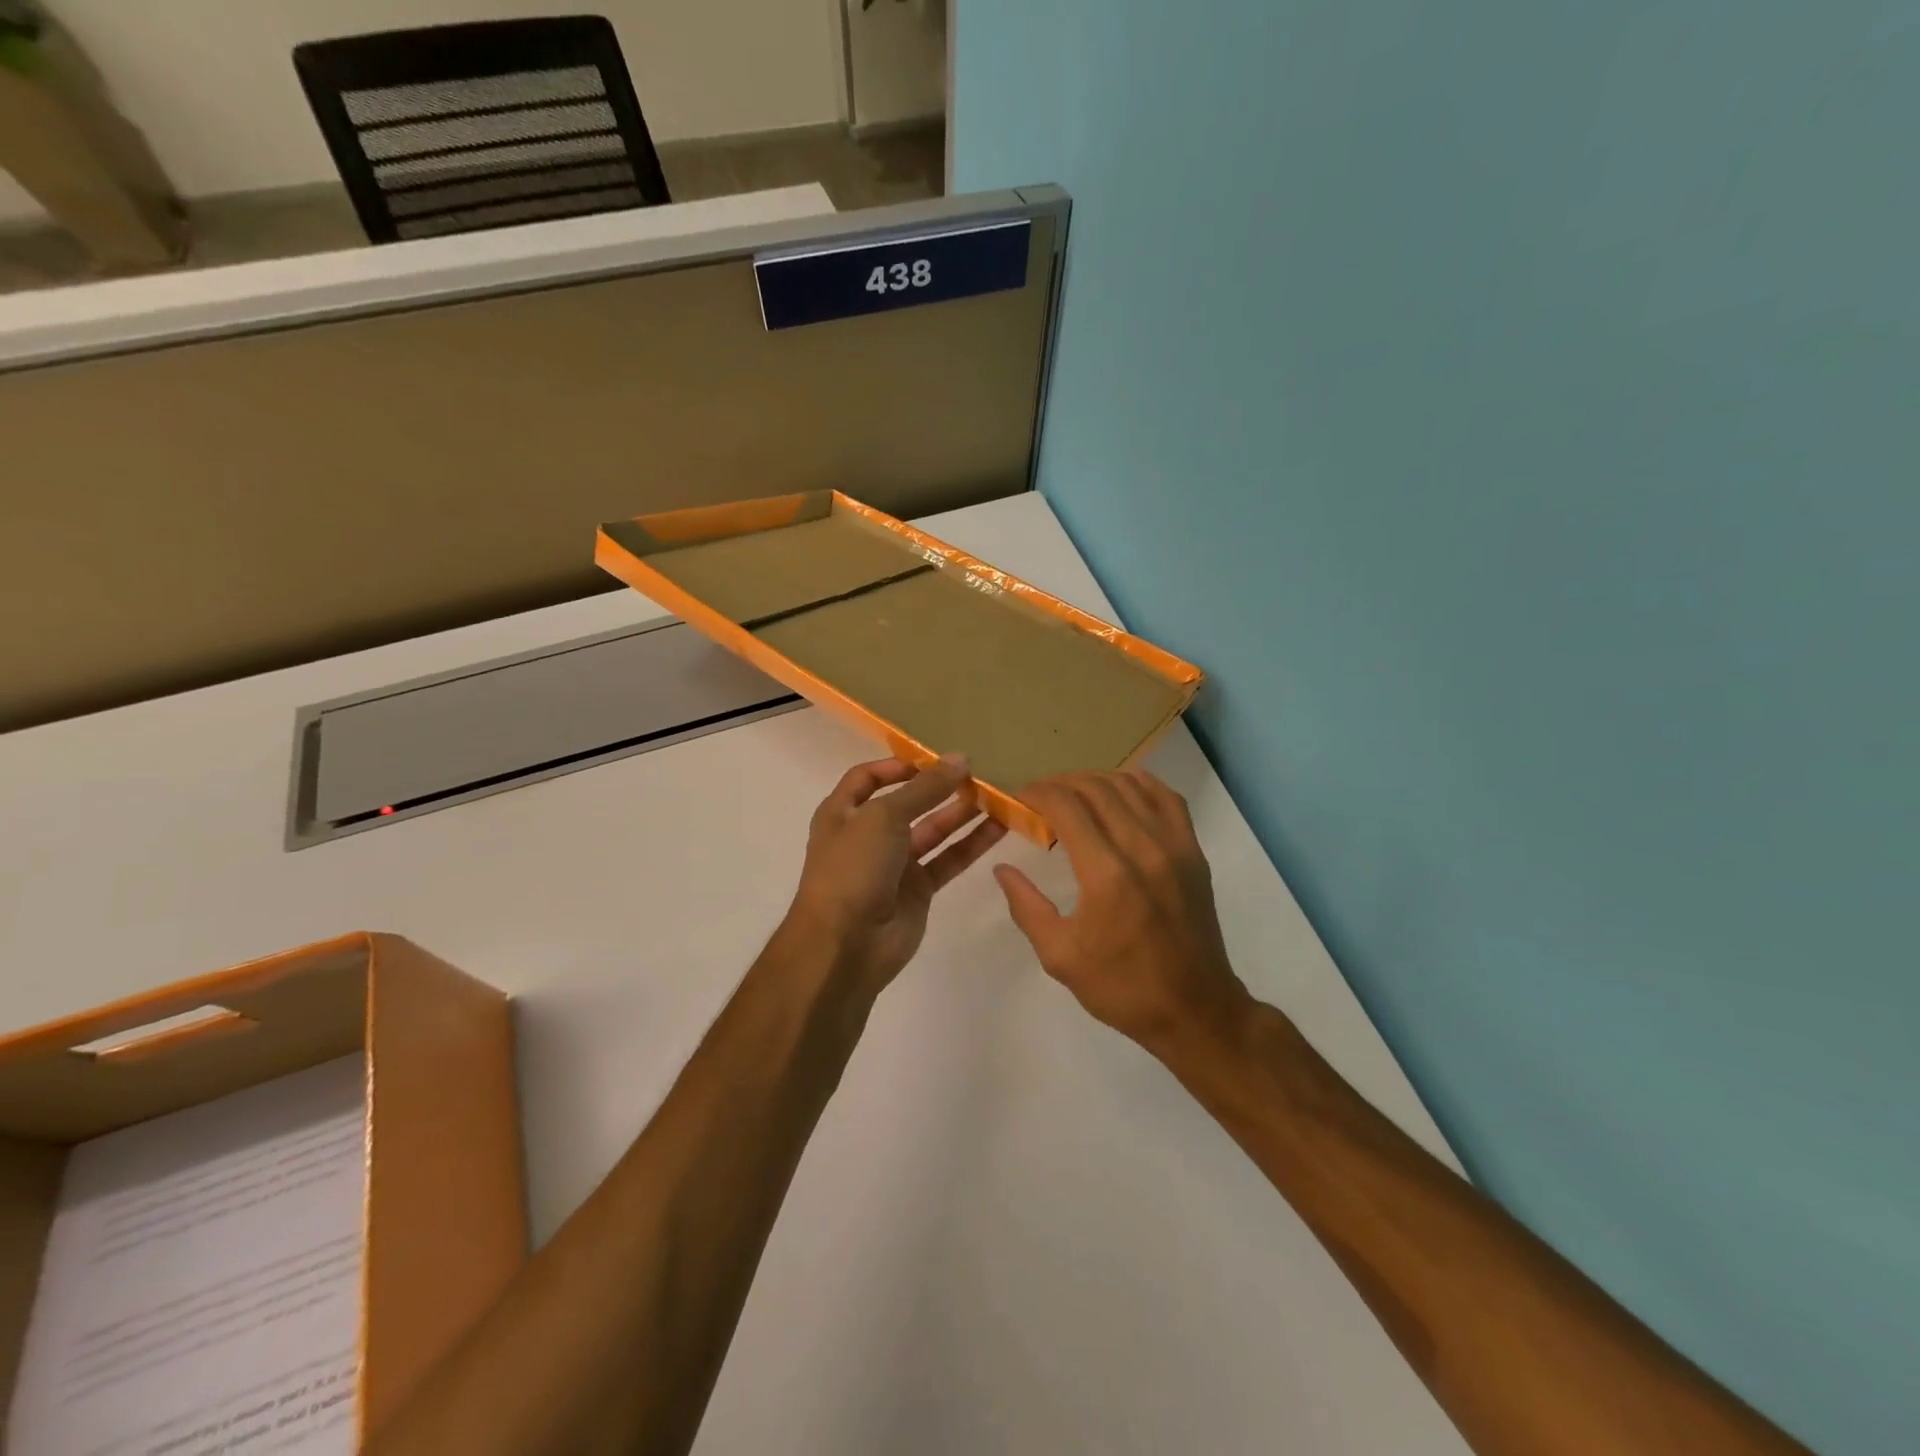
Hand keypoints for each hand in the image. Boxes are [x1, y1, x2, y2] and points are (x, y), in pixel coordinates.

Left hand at [786, 755, 1006, 994]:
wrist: (845, 944)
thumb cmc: (853, 868)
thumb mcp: (884, 817)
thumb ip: (925, 788)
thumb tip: (960, 759)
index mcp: (842, 813)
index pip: (867, 778)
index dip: (897, 766)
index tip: (933, 759)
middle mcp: (867, 835)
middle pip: (907, 803)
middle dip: (939, 788)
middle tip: (977, 773)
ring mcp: (894, 865)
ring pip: (933, 831)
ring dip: (961, 813)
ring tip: (997, 795)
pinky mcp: (918, 890)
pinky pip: (948, 859)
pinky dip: (971, 844)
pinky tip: (999, 827)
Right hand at [994, 770, 1250, 1052]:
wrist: (1194, 1009)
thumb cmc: (1122, 987)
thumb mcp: (1059, 956)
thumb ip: (1026, 906)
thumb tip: (1002, 868)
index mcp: (1105, 874)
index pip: (1066, 806)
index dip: (1036, 793)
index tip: (1018, 798)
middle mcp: (1141, 847)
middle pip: (1095, 788)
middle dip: (1059, 784)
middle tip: (1038, 798)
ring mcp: (1173, 845)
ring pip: (1130, 785)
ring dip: (1094, 781)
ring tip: (1073, 795)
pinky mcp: (1193, 851)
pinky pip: (1167, 797)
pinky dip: (1139, 784)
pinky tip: (1120, 792)